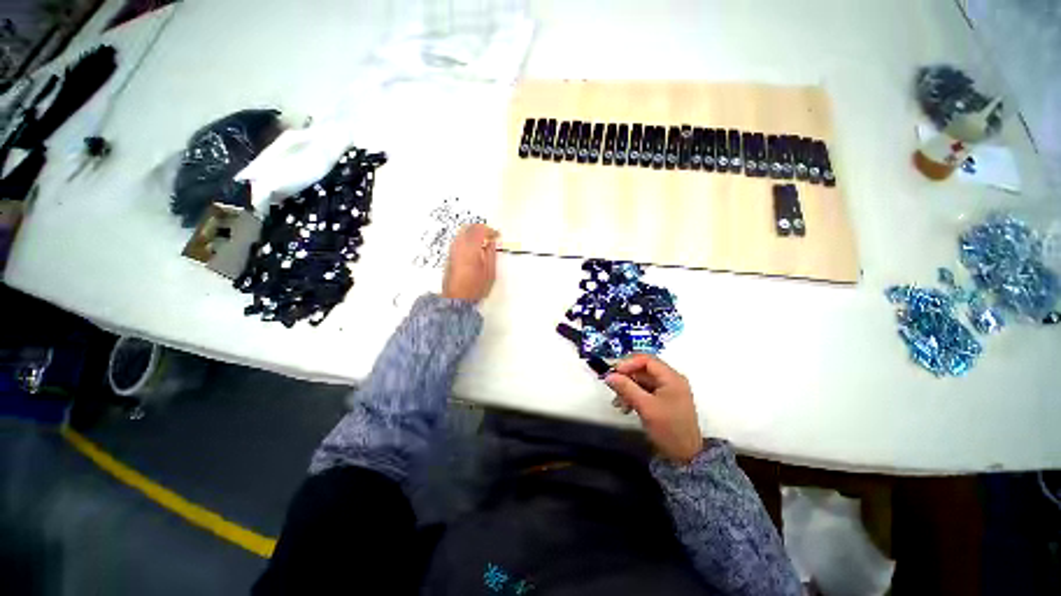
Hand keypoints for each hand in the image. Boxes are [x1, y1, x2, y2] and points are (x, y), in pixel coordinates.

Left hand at [442, 224, 499, 303]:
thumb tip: (492, 243)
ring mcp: (452, 251)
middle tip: (489, 235)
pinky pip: (458, 240)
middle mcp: (459, 246)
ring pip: (462, 233)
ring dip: (473, 233)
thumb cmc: (474, 288)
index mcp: (471, 248)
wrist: (457, 298)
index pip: (480, 230)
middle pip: (469, 228)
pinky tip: (473, 248)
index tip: (497, 235)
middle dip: (480, 228)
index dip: (490, 230)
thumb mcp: (490, 272)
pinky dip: (467, 239)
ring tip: (482, 242)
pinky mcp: (449, 256)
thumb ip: (492, 254)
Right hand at [605, 354, 702, 463]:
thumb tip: (608, 376)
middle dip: (626, 377)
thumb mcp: (645, 407)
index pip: (646, 360)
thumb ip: (626, 388)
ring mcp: (668, 390)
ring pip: (642, 380)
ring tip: (618, 402)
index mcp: (671, 377)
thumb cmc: (668, 429)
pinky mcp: (664, 400)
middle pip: (643, 369)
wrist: (686, 456)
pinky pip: (645, 390)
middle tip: (613, 387)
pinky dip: (634, 395)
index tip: (614, 373)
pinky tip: (625, 407)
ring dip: (628, 388)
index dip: (628, 363)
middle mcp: (671, 379)